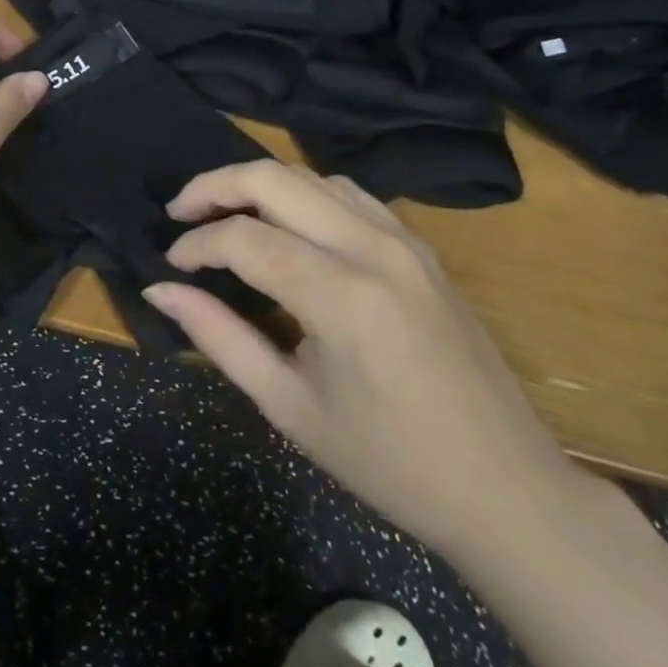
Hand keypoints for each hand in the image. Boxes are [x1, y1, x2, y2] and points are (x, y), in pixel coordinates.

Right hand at [144, 161, 582, 561]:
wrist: (507, 489)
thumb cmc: (388, 462)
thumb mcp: (289, 406)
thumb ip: (219, 337)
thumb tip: (160, 290)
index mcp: (342, 295)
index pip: (244, 239)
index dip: (195, 245)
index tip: (171, 267)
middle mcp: (373, 248)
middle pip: (275, 179)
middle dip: (215, 186)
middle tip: (179, 213)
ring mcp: (405, 241)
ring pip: (312, 177)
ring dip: (259, 184)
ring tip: (223, 214)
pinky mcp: (421, 248)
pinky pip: (349, 195)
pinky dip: (303, 195)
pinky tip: (286, 225)